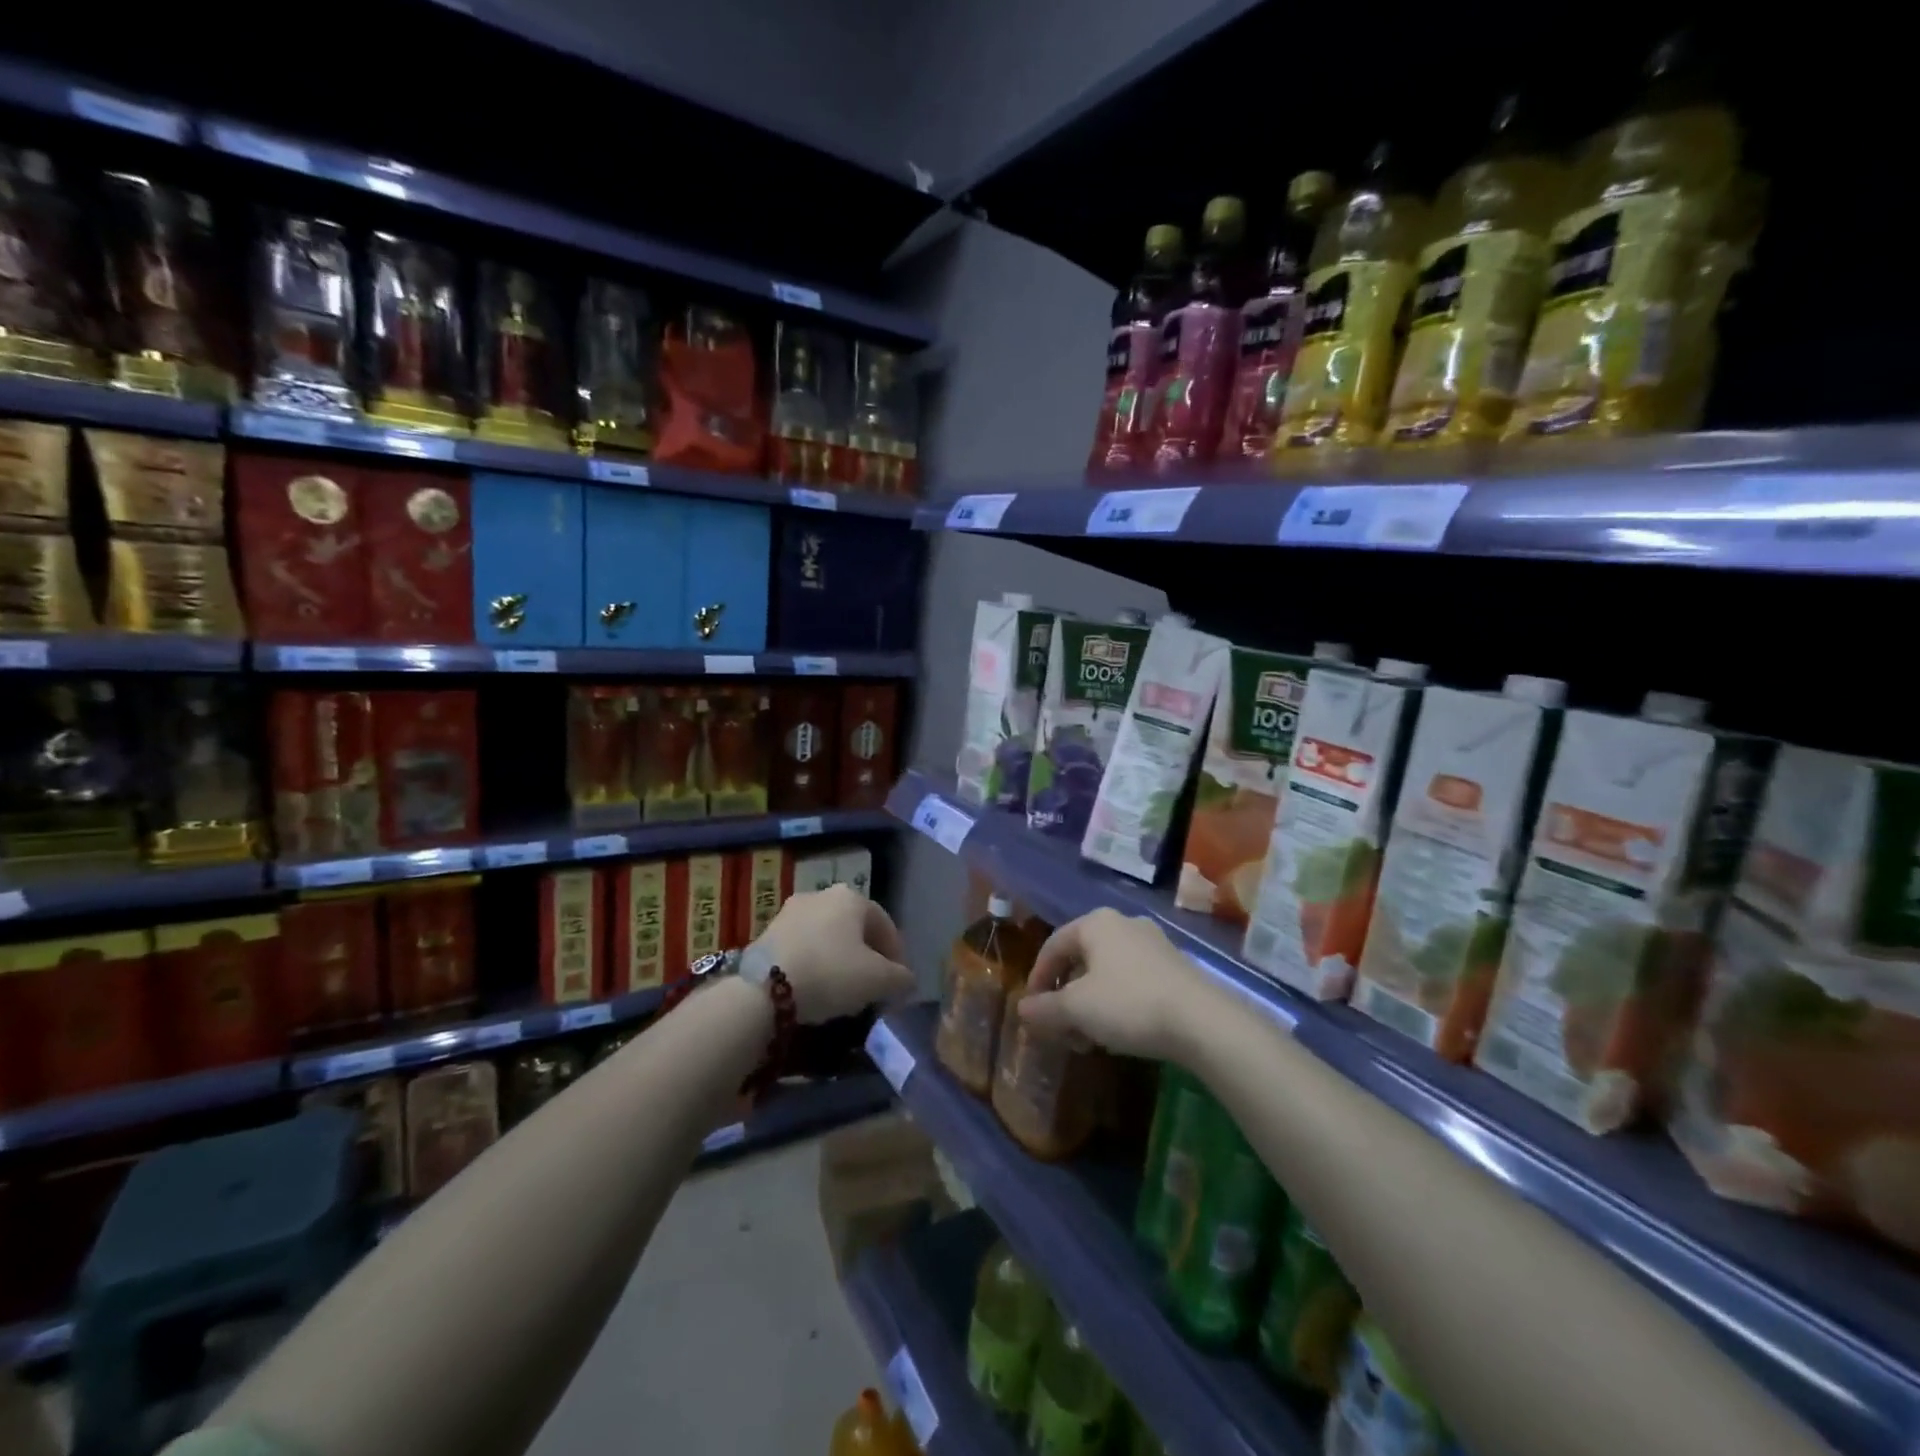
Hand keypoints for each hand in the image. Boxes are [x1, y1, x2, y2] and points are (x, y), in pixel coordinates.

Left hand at [753, 884, 914, 1023]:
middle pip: (855, 929)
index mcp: (852, 898)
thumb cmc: (831, 973)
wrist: (764, 988)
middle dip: (867, 956)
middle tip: (873, 986)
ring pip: (828, 936)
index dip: (897, 956)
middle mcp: (822, 894)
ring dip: (840, 959)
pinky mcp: (768, 932)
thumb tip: (906, 980)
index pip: (886, 925)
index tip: (898, 983)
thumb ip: (901, 978)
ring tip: (843, 990)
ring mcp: (791, 911)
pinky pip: (804, 946)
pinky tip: (815, 987)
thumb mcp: (878, 980)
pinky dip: (815, 963)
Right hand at [1017, 908, 1209, 1060]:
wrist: (1202, 1021)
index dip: (1038, 978)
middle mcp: (1124, 924)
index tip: (1033, 1010)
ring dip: (1091, 1004)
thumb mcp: (1076, 1010)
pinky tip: (1122, 1032)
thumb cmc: (1128, 1004)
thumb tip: (1022, 1009)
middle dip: (1067, 997)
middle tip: (1063, 1029)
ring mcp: (1153, 943)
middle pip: (1081, 959)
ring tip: (1091, 1038)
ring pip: (1107, 972)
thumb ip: (1045, 1008)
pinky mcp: (1176, 966)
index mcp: (1095, 923)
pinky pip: (1133, 980)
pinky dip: (1118, 1003)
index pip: (1053, 945)